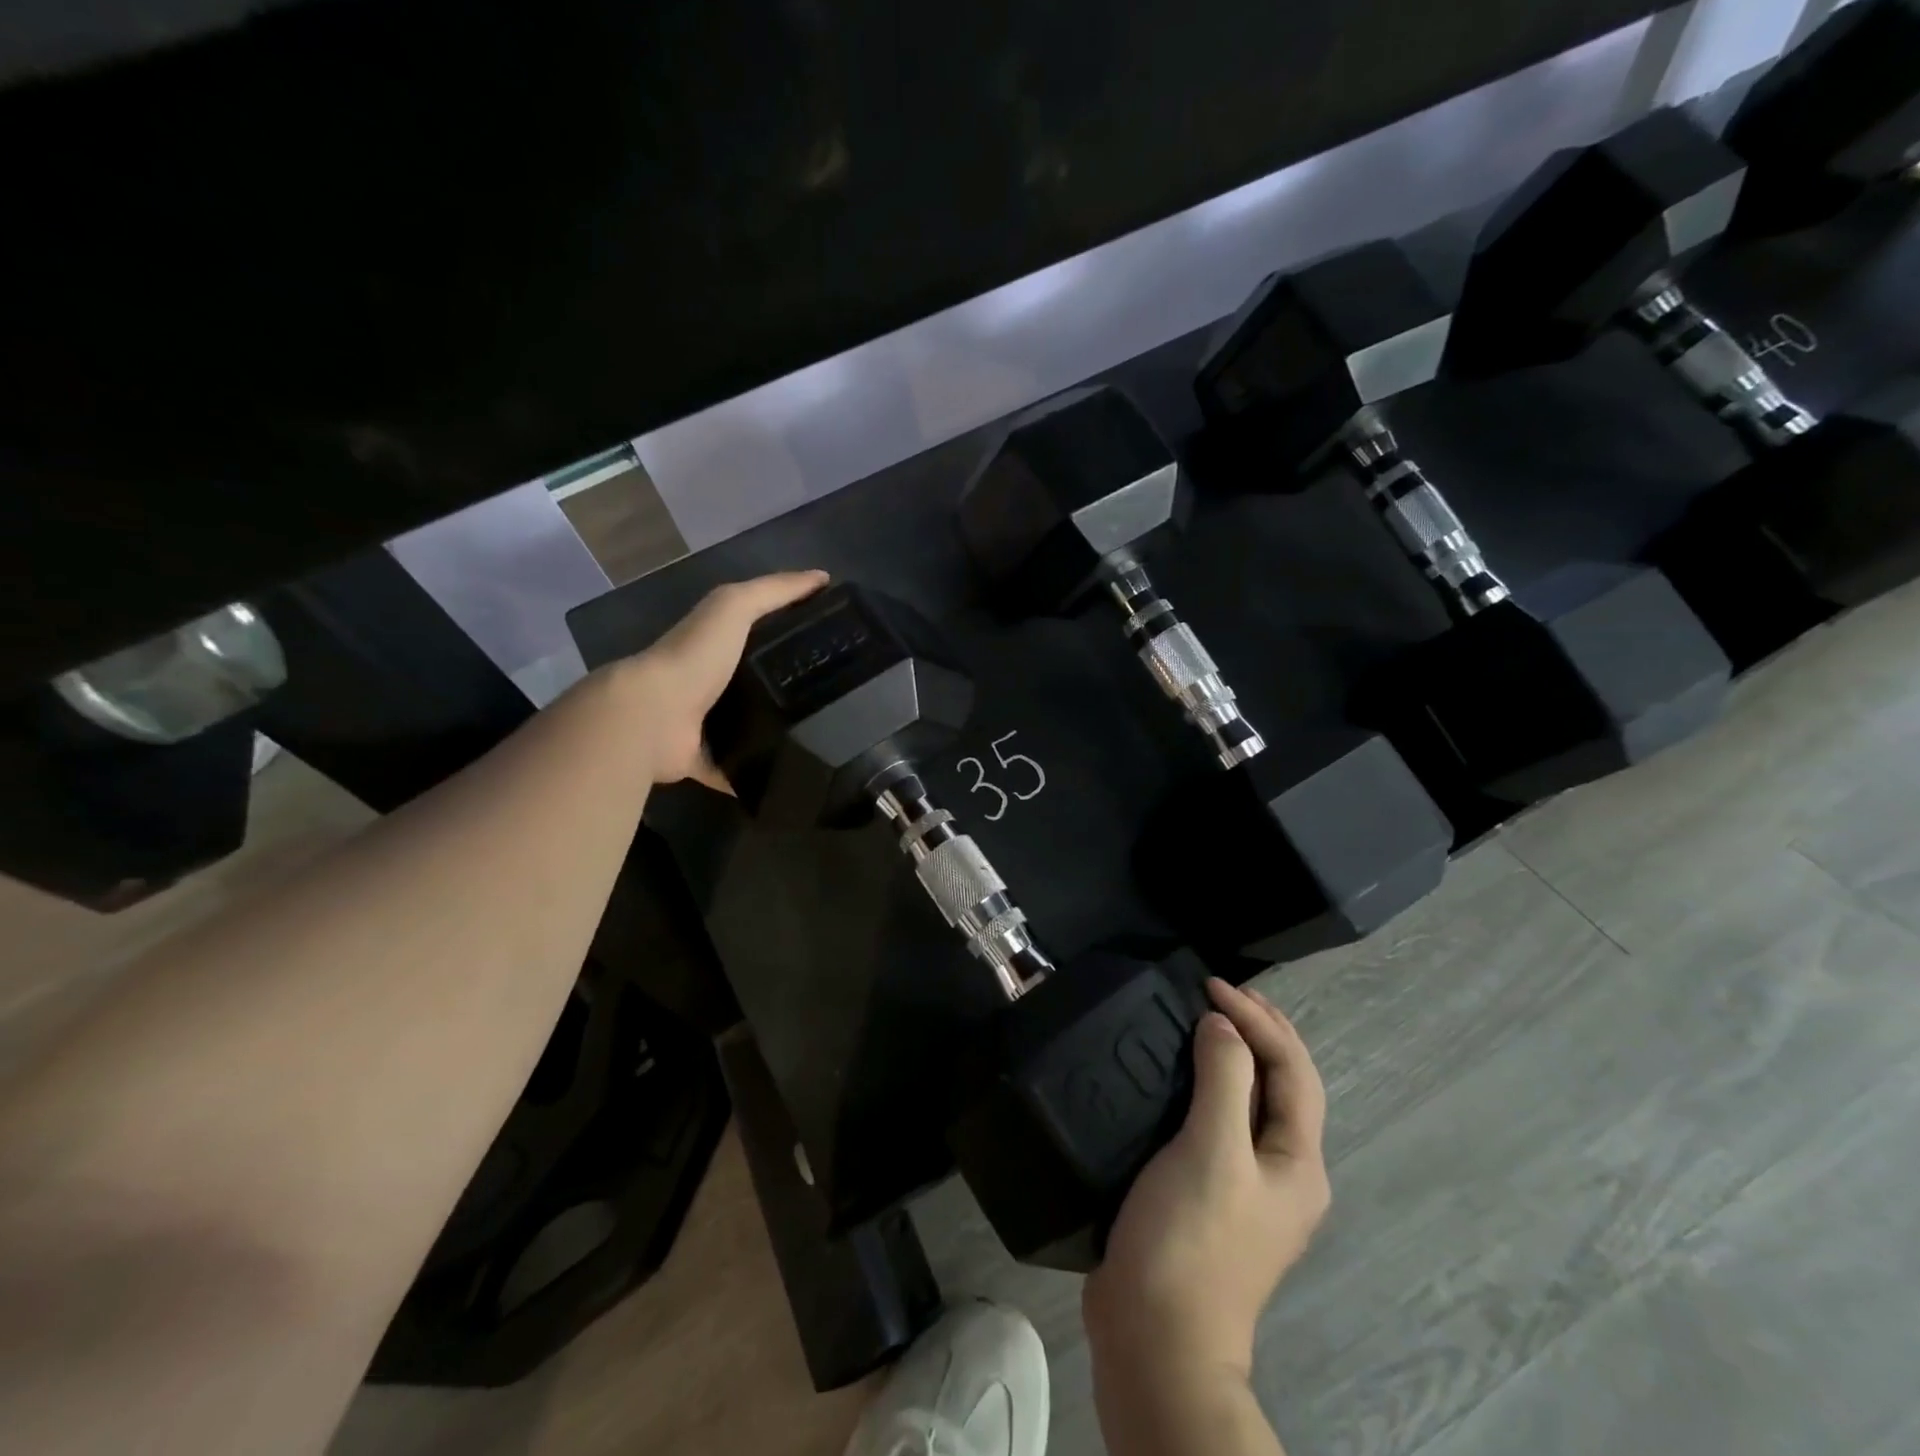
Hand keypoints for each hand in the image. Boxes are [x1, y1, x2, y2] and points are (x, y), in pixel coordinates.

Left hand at [609, 570, 828, 787]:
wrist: (652, 714)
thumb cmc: (695, 655)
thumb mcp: (734, 607)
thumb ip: (774, 591)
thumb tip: (822, 578)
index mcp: (716, 646)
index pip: (759, 636)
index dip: (791, 635)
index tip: (832, 646)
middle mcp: (709, 684)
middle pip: (756, 684)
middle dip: (788, 690)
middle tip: (837, 699)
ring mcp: (703, 725)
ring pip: (747, 729)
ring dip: (773, 734)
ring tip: (822, 740)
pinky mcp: (702, 761)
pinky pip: (734, 771)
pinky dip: (753, 777)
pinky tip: (788, 778)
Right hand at [1083, 979, 1329, 1381]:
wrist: (1156, 1339)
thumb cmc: (1191, 1238)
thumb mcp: (1212, 1150)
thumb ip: (1223, 1079)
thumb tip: (1223, 1026)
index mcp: (1298, 1163)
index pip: (1293, 1070)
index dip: (1258, 1020)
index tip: (1211, 986)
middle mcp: (1283, 1174)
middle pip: (1282, 1086)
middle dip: (1259, 1032)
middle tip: (1219, 991)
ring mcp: (1246, 1189)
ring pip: (1249, 1103)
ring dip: (1233, 1056)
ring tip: (1202, 1021)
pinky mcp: (1208, 1197)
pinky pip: (1217, 1122)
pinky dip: (1206, 1086)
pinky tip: (1178, 1078)